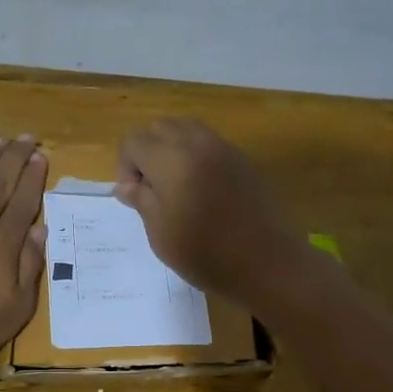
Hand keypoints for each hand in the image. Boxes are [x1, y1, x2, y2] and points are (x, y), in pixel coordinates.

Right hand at [115, 118, 310, 306]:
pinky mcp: (243, 160)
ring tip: (174, 187)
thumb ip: (141, 199)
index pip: (133, 141)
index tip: (134, 197)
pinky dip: (195, 155)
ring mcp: (224, 148)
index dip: (125, 167)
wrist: (267, 264)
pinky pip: (209, 143)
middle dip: (146, 152)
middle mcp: (197, 142)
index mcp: (171, 158)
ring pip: (186, 129)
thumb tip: (127, 185)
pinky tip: (200, 190)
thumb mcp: (160, 231)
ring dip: (171, 150)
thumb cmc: (205, 253)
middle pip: (159, 128)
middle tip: (151, 189)